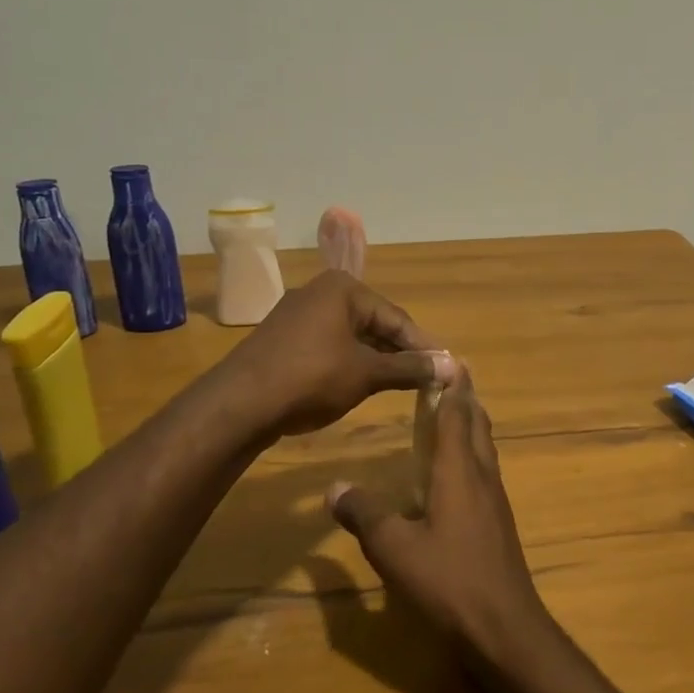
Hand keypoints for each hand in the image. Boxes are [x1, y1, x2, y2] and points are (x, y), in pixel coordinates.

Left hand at [219, 270, 453, 436]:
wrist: (239, 404)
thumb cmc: (311, 378)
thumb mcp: (367, 373)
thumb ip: (410, 368)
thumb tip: (454, 367)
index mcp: (343, 289)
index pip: (397, 317)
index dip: (423, 346)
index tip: (446, 369)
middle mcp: (320, 293)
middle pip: (374, 323)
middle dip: (399, 352)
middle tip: (426, 379)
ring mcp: (298, 316)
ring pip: (351, 336)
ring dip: (376, 360)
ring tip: (400, 385)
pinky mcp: (284, 340)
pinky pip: (329, 346)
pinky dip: (349, 363)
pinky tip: (360, 386)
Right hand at [328, 370, 553, 661]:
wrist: (504, 626)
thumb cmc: (449, 580)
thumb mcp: (394, 549)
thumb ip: (364, 515)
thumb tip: (334, 487)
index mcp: (459, 471)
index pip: (457, 414)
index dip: (452, 386)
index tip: (448, 359)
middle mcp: (482, 476)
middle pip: (477, 425)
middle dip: (465, 398)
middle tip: (448, 377)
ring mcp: (495, 500)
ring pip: (484, 448)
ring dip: (470, 425)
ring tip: (451, 414)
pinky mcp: (498, 523)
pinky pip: (484, 472)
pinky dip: (471, 454)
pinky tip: (455, 472)